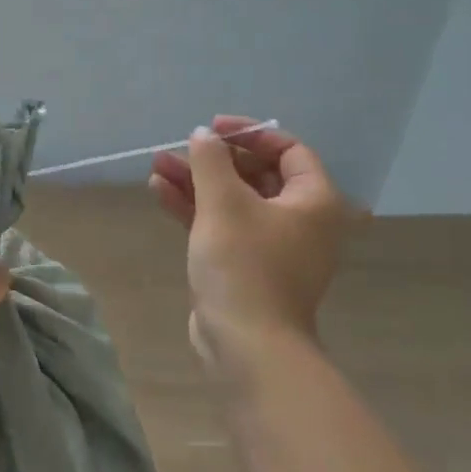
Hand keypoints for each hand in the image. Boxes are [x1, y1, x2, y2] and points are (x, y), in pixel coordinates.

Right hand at [148, 116, 350, 369]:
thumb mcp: (224, 204)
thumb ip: (211, 162)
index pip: (288, 150)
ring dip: (196, 182)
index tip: (212, 129)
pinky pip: (222, 225)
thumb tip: (203, 135)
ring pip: (233, 200)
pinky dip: (195, 208)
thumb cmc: (244, 265)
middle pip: (256, 175)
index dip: (249, 134)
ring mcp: (271, 245)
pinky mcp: (245, 265)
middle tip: (177, 149)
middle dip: (213, 160)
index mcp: (314, 201)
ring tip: (157, 166)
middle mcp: (299, 220)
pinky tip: (160, 191)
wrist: (246, 342)